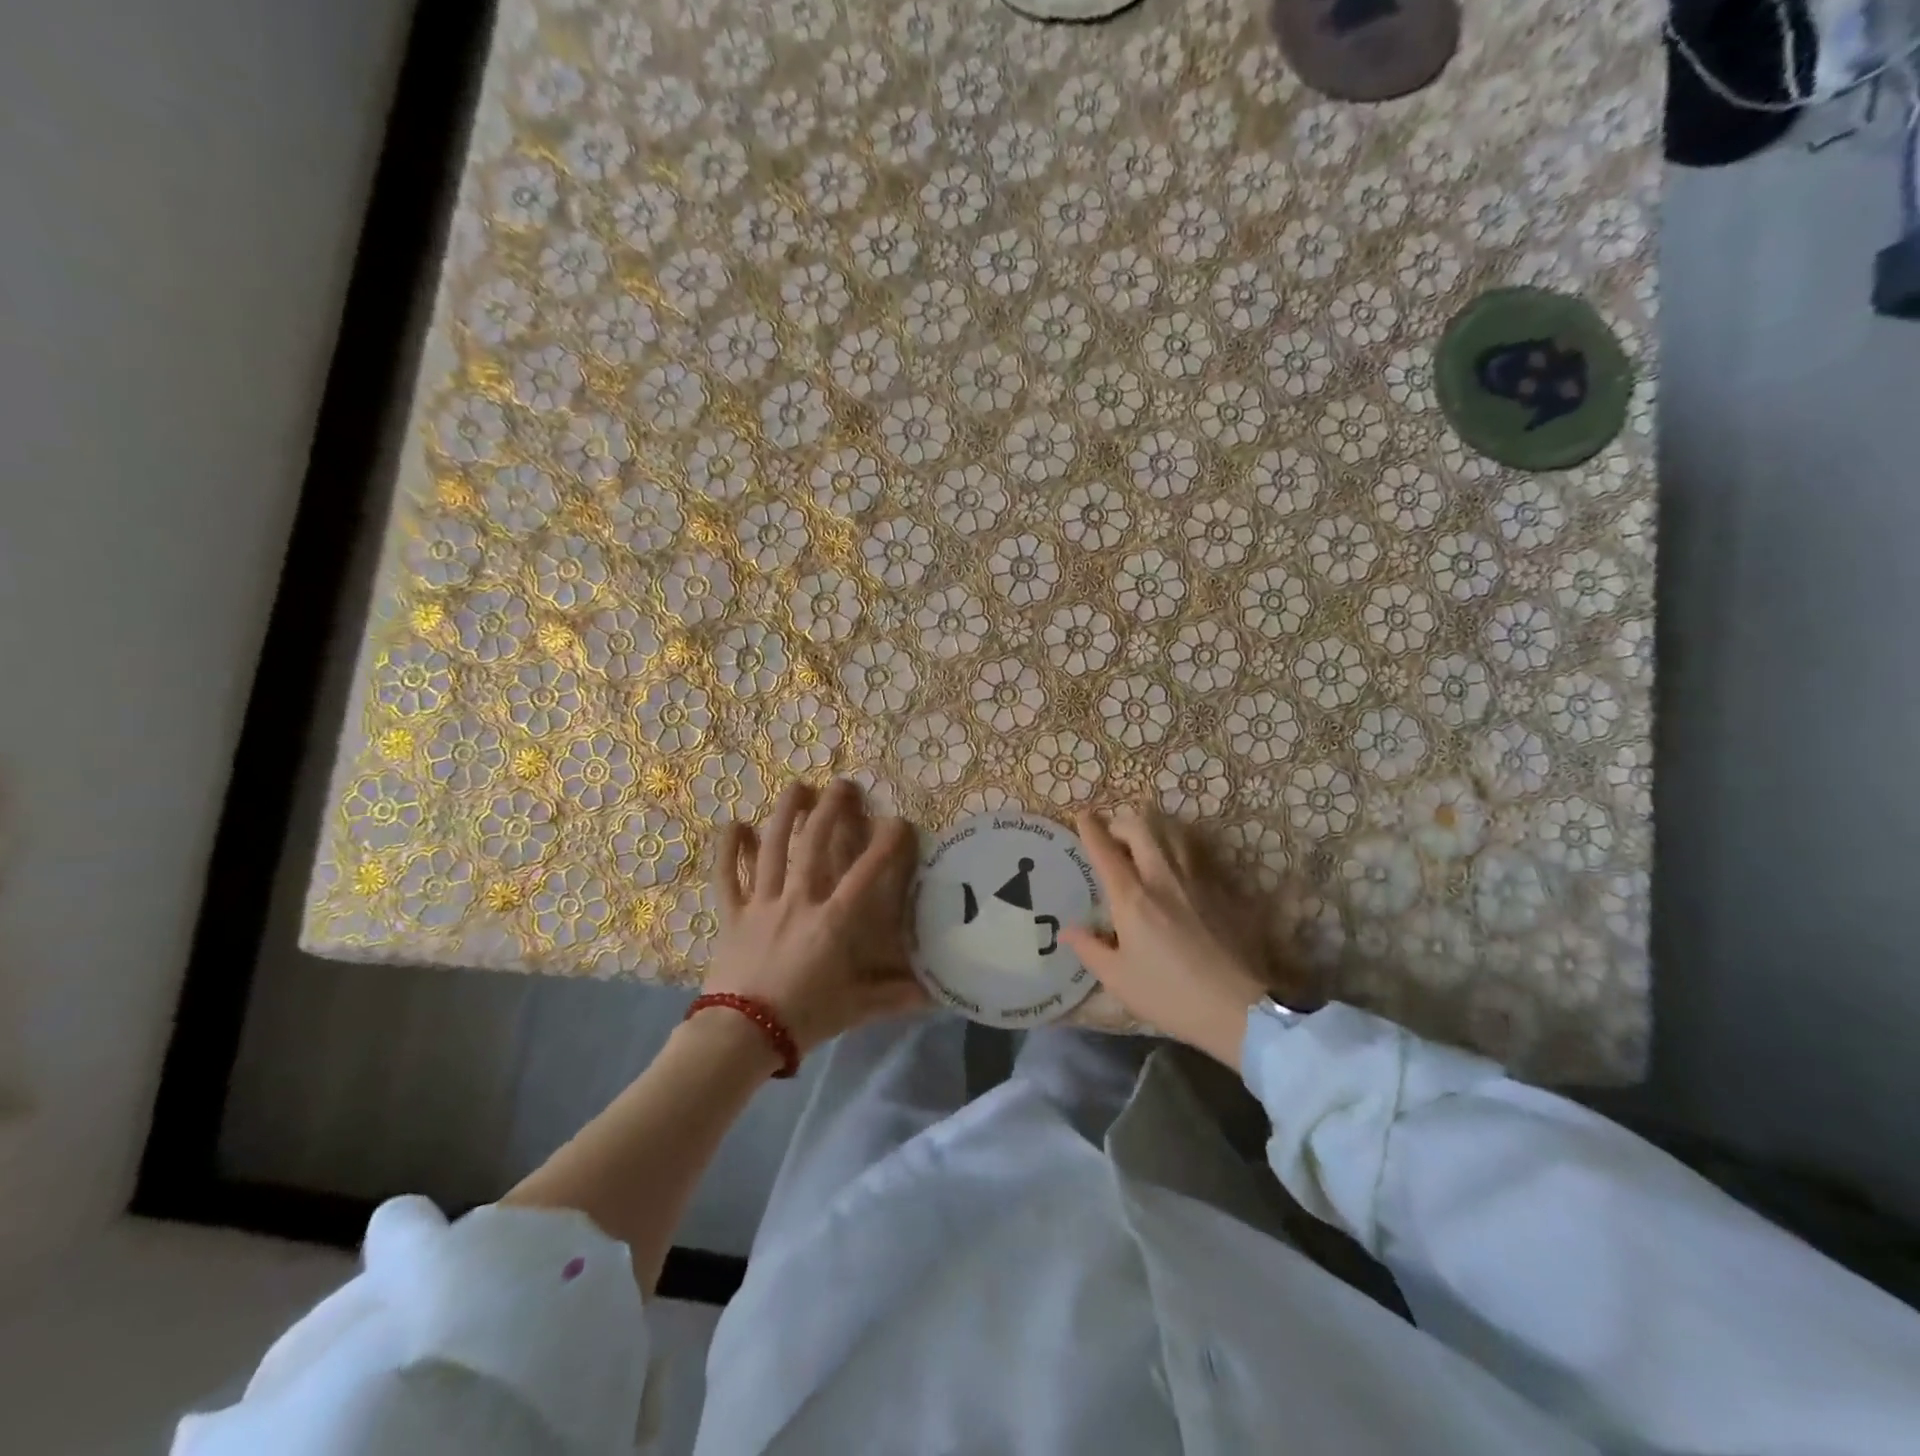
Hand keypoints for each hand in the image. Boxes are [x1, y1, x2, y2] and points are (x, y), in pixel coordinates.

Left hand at [702, 778, 924, 1055]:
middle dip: (830, 810)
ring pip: (771, 848)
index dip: (885, 844)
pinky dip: (728, 849)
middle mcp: (798, 901)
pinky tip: (734, 823)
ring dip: (785, 814)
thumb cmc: (802, 1019)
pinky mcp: (732, 914)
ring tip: (797, 786)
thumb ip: (895, 996)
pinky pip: (727, 875)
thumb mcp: (854, 1008)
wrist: (739, 1035)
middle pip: (814, 844)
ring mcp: (761, 903)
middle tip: (842, 784)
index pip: (865, 873)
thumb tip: (938, 995)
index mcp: (831, 921)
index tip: (899, 821)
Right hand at [1059, 805, 1274, 1069]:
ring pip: (1173, 832)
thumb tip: (1068, 931)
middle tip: (1113, 835)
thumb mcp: (1119, 979)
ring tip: (1145, 840)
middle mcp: (1163, 876)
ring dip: (1154, 828)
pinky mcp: (1223, 888)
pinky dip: (1181, 848)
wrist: (1239, 1007)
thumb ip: (1090, 949)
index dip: (1090, 828)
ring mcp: (1197, 879)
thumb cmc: (1171, 996)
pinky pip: (1198, 853)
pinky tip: (1179, 864)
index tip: (1082, 815)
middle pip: (1141, 827)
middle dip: (1122, 822)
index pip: (1105, 850)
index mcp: (1132, 897)